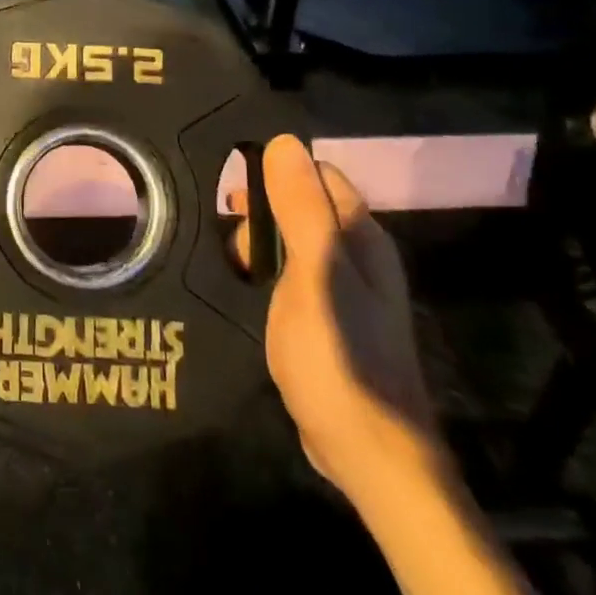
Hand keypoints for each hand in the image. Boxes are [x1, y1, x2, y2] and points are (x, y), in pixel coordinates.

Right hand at [232, 136, 442, 504]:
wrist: (368, 453)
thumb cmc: (339, 355)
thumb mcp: (313, 273)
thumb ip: (301, 208)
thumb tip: (284, 141)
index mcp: (360, 237)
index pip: (318, 176)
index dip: (274, 174)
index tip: (231, 192)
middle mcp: (358, 257)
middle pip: (304, 207)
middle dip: (261, 213)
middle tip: (228, 241)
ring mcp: (345, 292)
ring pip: (294, 244)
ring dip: (260, 245)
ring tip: (227, 266)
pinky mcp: (330, 321)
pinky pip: (293, 278)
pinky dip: (267, 275)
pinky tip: (244, 292)